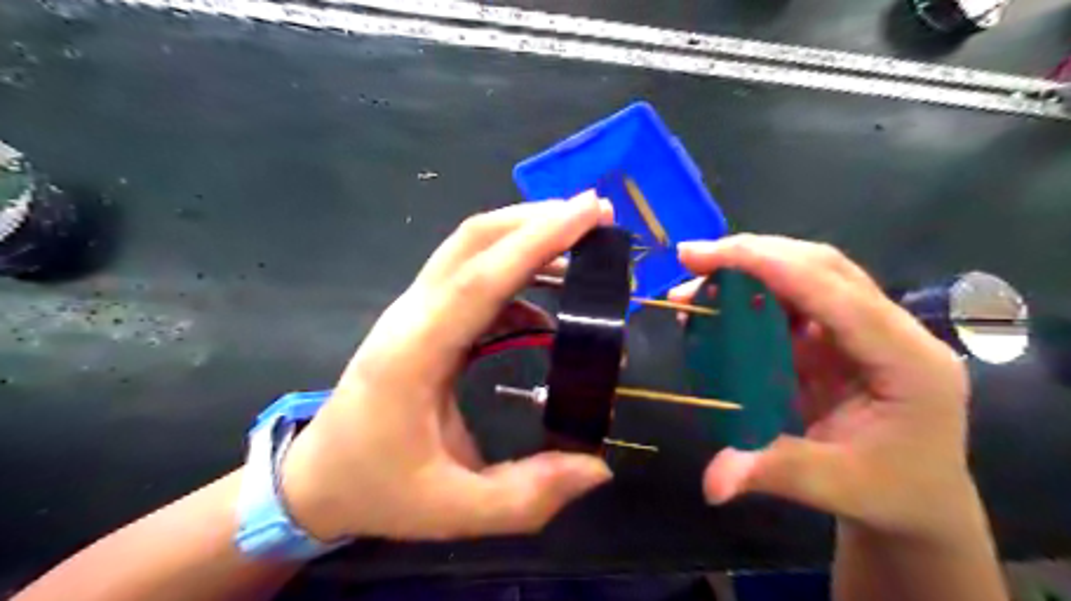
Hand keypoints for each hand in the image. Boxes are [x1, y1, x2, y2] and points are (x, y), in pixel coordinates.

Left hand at [274, 200, 615, 541]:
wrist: (315, 478)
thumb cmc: (377, 489)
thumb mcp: (453, 510)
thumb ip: (527, 494)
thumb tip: (598, 469)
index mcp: (415, 353)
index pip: (482, 277)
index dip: (538, 240)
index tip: (590, 212)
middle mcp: (412, 316)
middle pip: (473, 240)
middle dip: (537, 219)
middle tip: (597, 214)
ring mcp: (414, 311)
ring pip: (471, 248)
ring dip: (526, 236)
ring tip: (582, 245)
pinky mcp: (423, 318)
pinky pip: (473, 278)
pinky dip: (515, 273)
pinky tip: (548, 300)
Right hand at [676, 235, 975, 543]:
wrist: (918, 501)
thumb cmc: (893, 493)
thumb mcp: (837, 487)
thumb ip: (773, 472)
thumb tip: (711, 482)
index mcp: (908, 360)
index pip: (836, 292)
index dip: (770, 266)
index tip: (708, 256)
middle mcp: (892, 331)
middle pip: (822, 268)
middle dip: (754, 255)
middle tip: (692, 259)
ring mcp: (866, 330)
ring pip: (807, 277)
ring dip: (751, 271)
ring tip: (697, 281)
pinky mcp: (840, 339)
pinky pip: (794, 304)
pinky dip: (753, 298)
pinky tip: (721, 307)